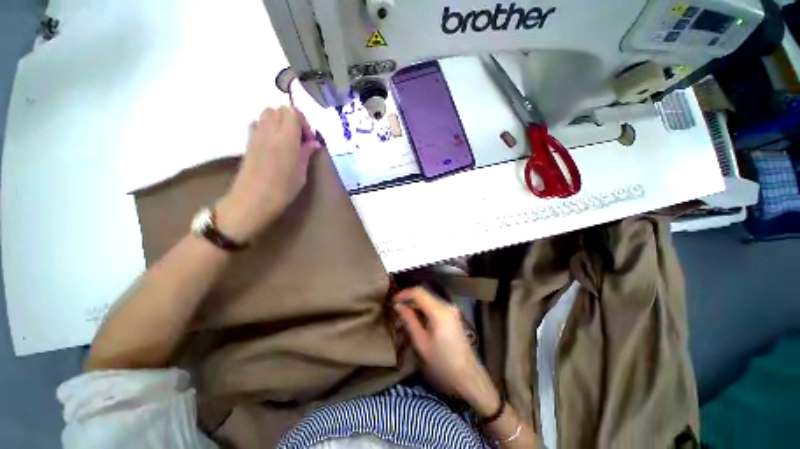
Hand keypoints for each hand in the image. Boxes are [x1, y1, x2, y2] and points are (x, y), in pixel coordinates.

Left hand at [217, 106, 321, 241]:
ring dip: (279, 122)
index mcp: (286, 137)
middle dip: (292, 119)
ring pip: (267, 114)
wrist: (253, 200)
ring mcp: (256, 135)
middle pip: (279, 109)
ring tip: (287, 141)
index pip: (293, 112)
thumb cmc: (283, 189)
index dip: (304, 122)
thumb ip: (307, 153)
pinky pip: (258, 124)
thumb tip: (314, 143)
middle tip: (299, 139)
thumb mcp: (301, 172)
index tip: (309, 140)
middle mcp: (269, 130)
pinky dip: (268, 128)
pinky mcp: (248, 142)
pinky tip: (274, 145)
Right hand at [394, 287, 500, 415]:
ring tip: (404, 312)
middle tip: (397, 306)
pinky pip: (435, 304)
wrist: (468, 374)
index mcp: (439, 311)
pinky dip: (424, 307)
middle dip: (409, 297)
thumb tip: (398, 306)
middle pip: (424, 293)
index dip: (404, 293)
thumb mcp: (421, 342)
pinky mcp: (453, 314)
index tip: (393, 300)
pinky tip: (417, 316)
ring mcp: (451, 309)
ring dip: (416, 302)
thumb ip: (409, 320)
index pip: (418, 292)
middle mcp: (446, 305)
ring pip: (429, 297)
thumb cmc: (442, 362)